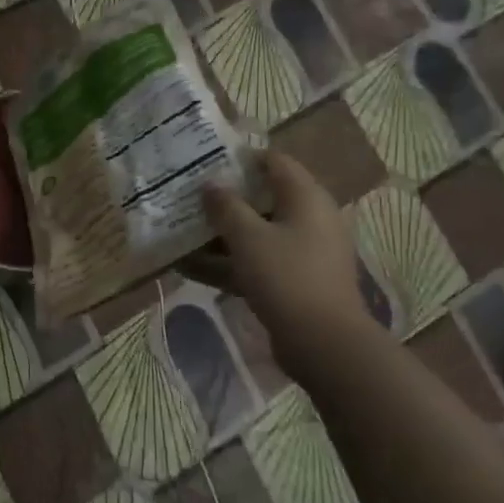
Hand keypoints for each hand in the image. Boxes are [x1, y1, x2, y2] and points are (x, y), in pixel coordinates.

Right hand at [198, 152, 377, 383]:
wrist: (323, 343)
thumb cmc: (287, 278)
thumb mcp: (249, 238)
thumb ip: (226, 207)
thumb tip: (210, 184)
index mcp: (306, 198)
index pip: (275, 162)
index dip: (241, 159)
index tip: (206, 162)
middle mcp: (309, 220)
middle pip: (262, 199)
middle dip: (225, 200)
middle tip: (188, 197)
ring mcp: (302, 253)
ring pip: (256, 235)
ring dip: (220, 236)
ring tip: (180, 233)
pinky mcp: (292, 282)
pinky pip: (255, 264)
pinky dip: (226, 264)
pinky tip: (188, 269)